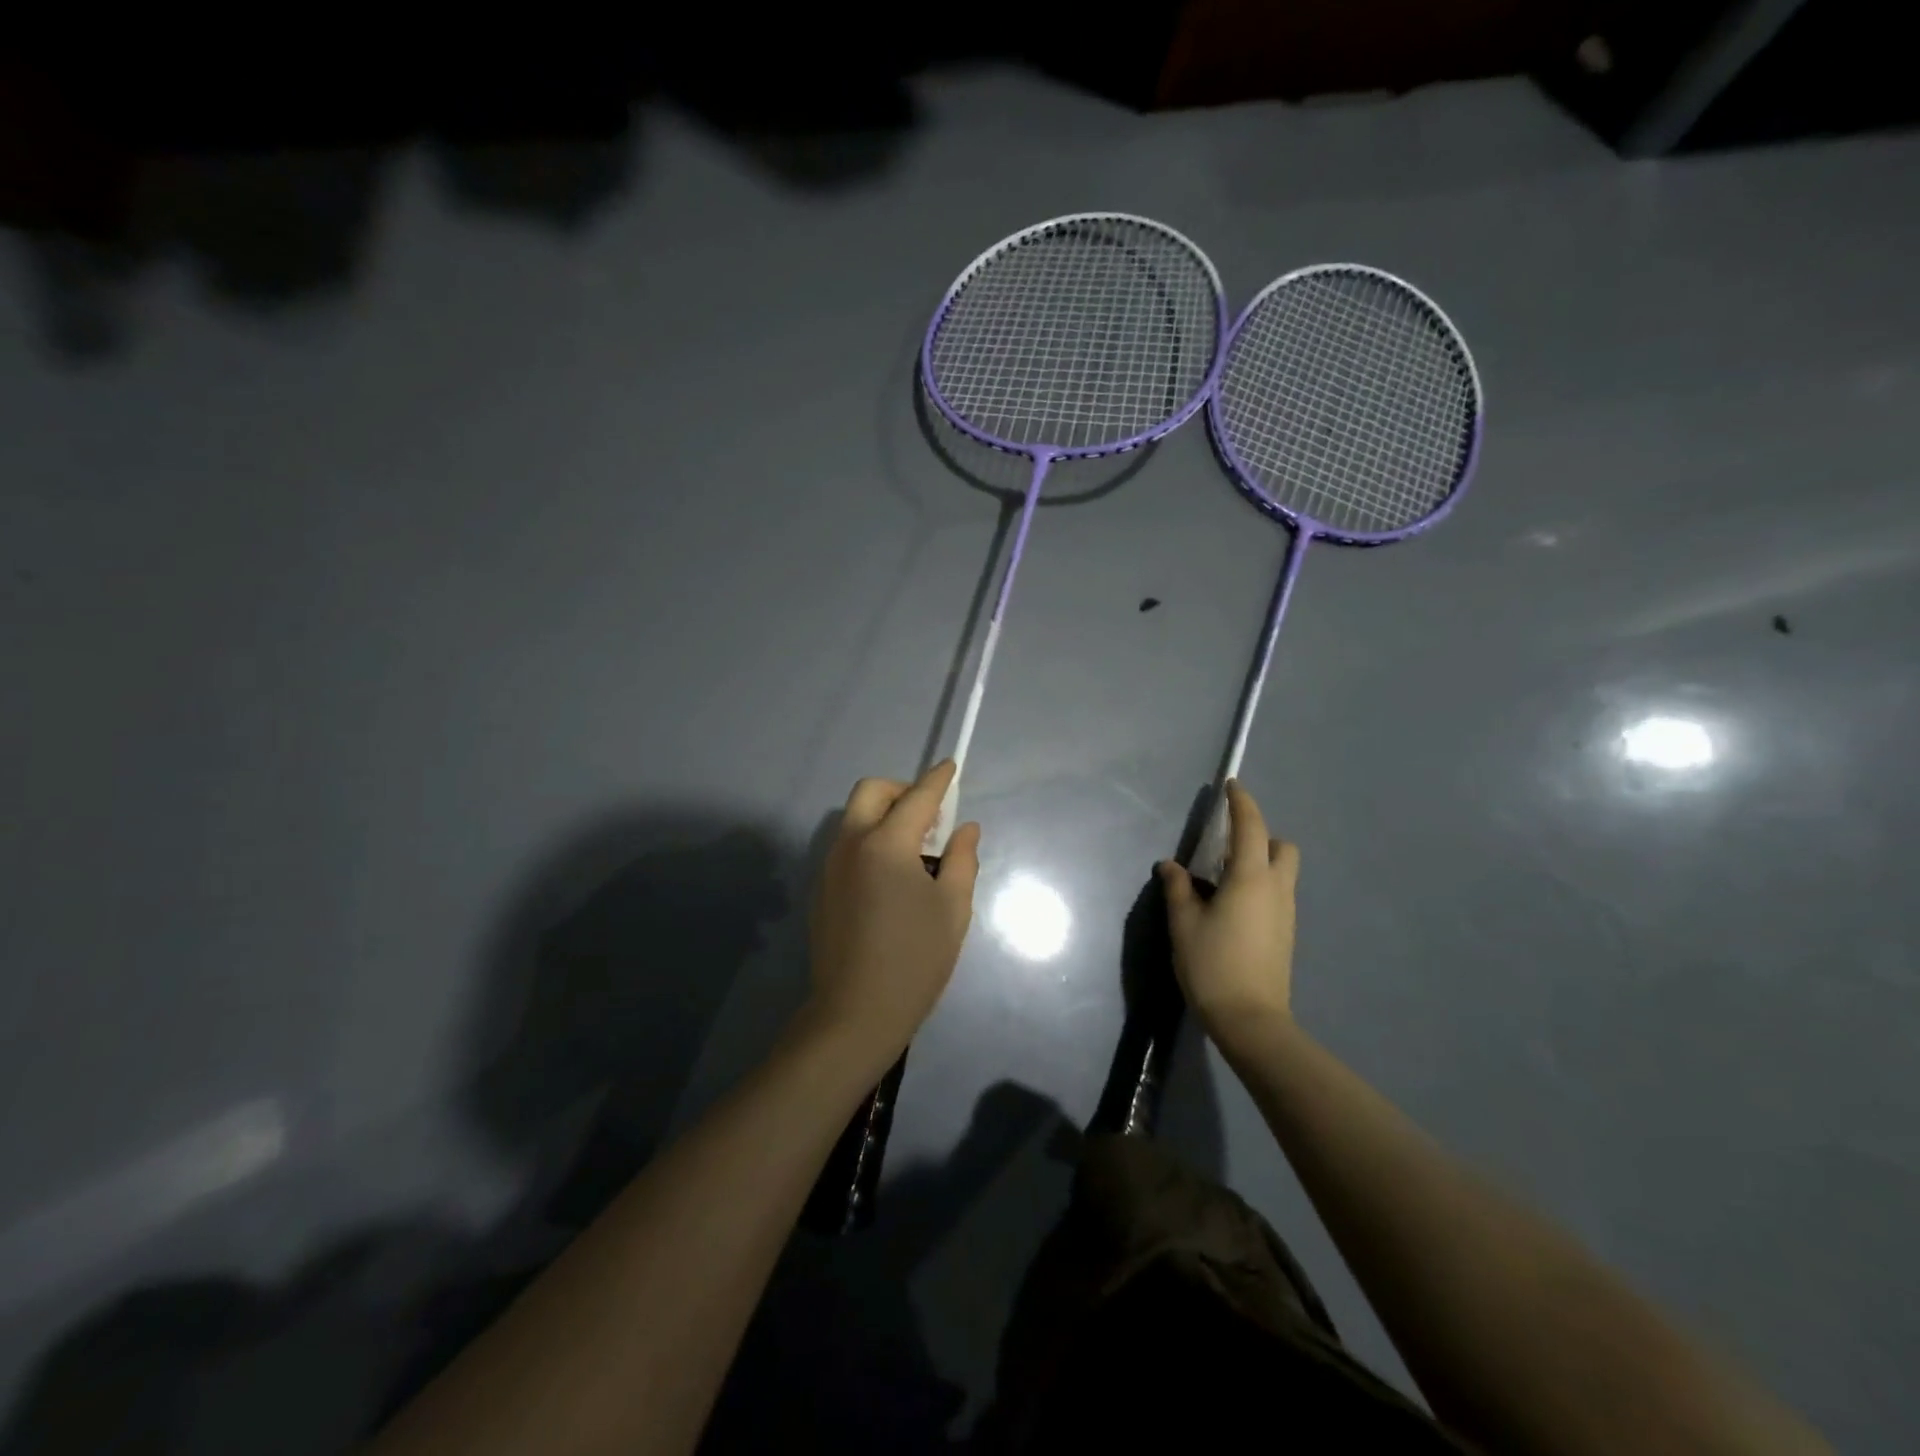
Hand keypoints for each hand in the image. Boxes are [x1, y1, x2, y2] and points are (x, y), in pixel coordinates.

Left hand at [806, 760, 981, 1065]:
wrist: (855, 1014)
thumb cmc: (915, 960)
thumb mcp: (953, 909)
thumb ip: (962, 860)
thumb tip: (965, 829)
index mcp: (886, 845)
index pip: (917, 798)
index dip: (938, 780)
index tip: (950, 767)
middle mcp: (851, 845)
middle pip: (871, 792)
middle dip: (902, 791)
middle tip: (930, 818)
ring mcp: (830, 866)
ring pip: (855, 818)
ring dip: (885, 816)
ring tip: (915, 851)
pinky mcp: (822, 888)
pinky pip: (848, 845)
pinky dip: (871, 841)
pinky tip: (891, 879)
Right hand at [1159, 781, 1298, 1043]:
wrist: (1251, 1020)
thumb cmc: (1212, 965)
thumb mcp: (1184, 924)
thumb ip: (1178, 888)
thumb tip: (1171, 866)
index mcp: (1250, 879)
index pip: (1250, 827)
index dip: (1242, 803)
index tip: (1231, 786)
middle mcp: (1276, 890)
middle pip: (1282, 847)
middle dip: (1260, 835)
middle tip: (1228, 844)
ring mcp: (1285, 913)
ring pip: (1282, 872)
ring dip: (1260, 861)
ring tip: (1222, 877)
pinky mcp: (1285, 934)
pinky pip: (1277, 893)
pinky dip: (1260, 885)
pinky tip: (1231, 906)